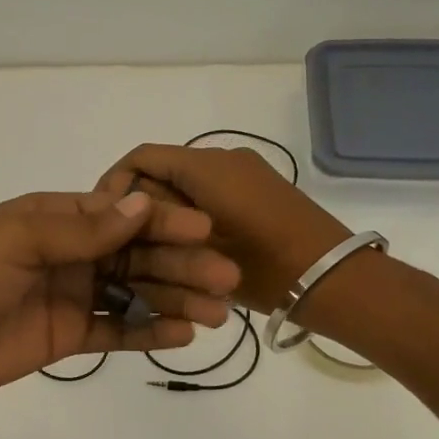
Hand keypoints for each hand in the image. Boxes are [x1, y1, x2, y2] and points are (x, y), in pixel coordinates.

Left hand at [0, 190, 239, 404]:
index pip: (119, 215)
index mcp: (53, 218)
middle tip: (225, 278)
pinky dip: (147, 332)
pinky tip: (182, 335)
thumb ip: (80, 229)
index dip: (163, 221)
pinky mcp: (66, 336)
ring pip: (132, 293)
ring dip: (174, 299)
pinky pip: (114, 331)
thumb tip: (142, 206)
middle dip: (180, 264)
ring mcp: (69, 296)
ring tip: (216, 312)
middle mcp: (67, 253)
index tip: (206, 230)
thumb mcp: (17, 240)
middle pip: (134, 255)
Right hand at [96, 145, 349, 311]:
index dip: (113, 184)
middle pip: (163, 172)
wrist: (336, 281)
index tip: (102, 221)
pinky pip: (211, 195)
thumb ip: (157, 222)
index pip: (141, 157)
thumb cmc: (263, 267)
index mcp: (206, 165)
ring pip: (187, 187)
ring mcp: (246, 174)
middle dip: (141, 207)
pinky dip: (192, 219)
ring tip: (156, 256)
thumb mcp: (197, 250)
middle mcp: (224, 159)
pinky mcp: (260, 192)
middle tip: (127, 248)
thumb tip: (126, 211)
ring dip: (166, 216)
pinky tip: (188, 254)